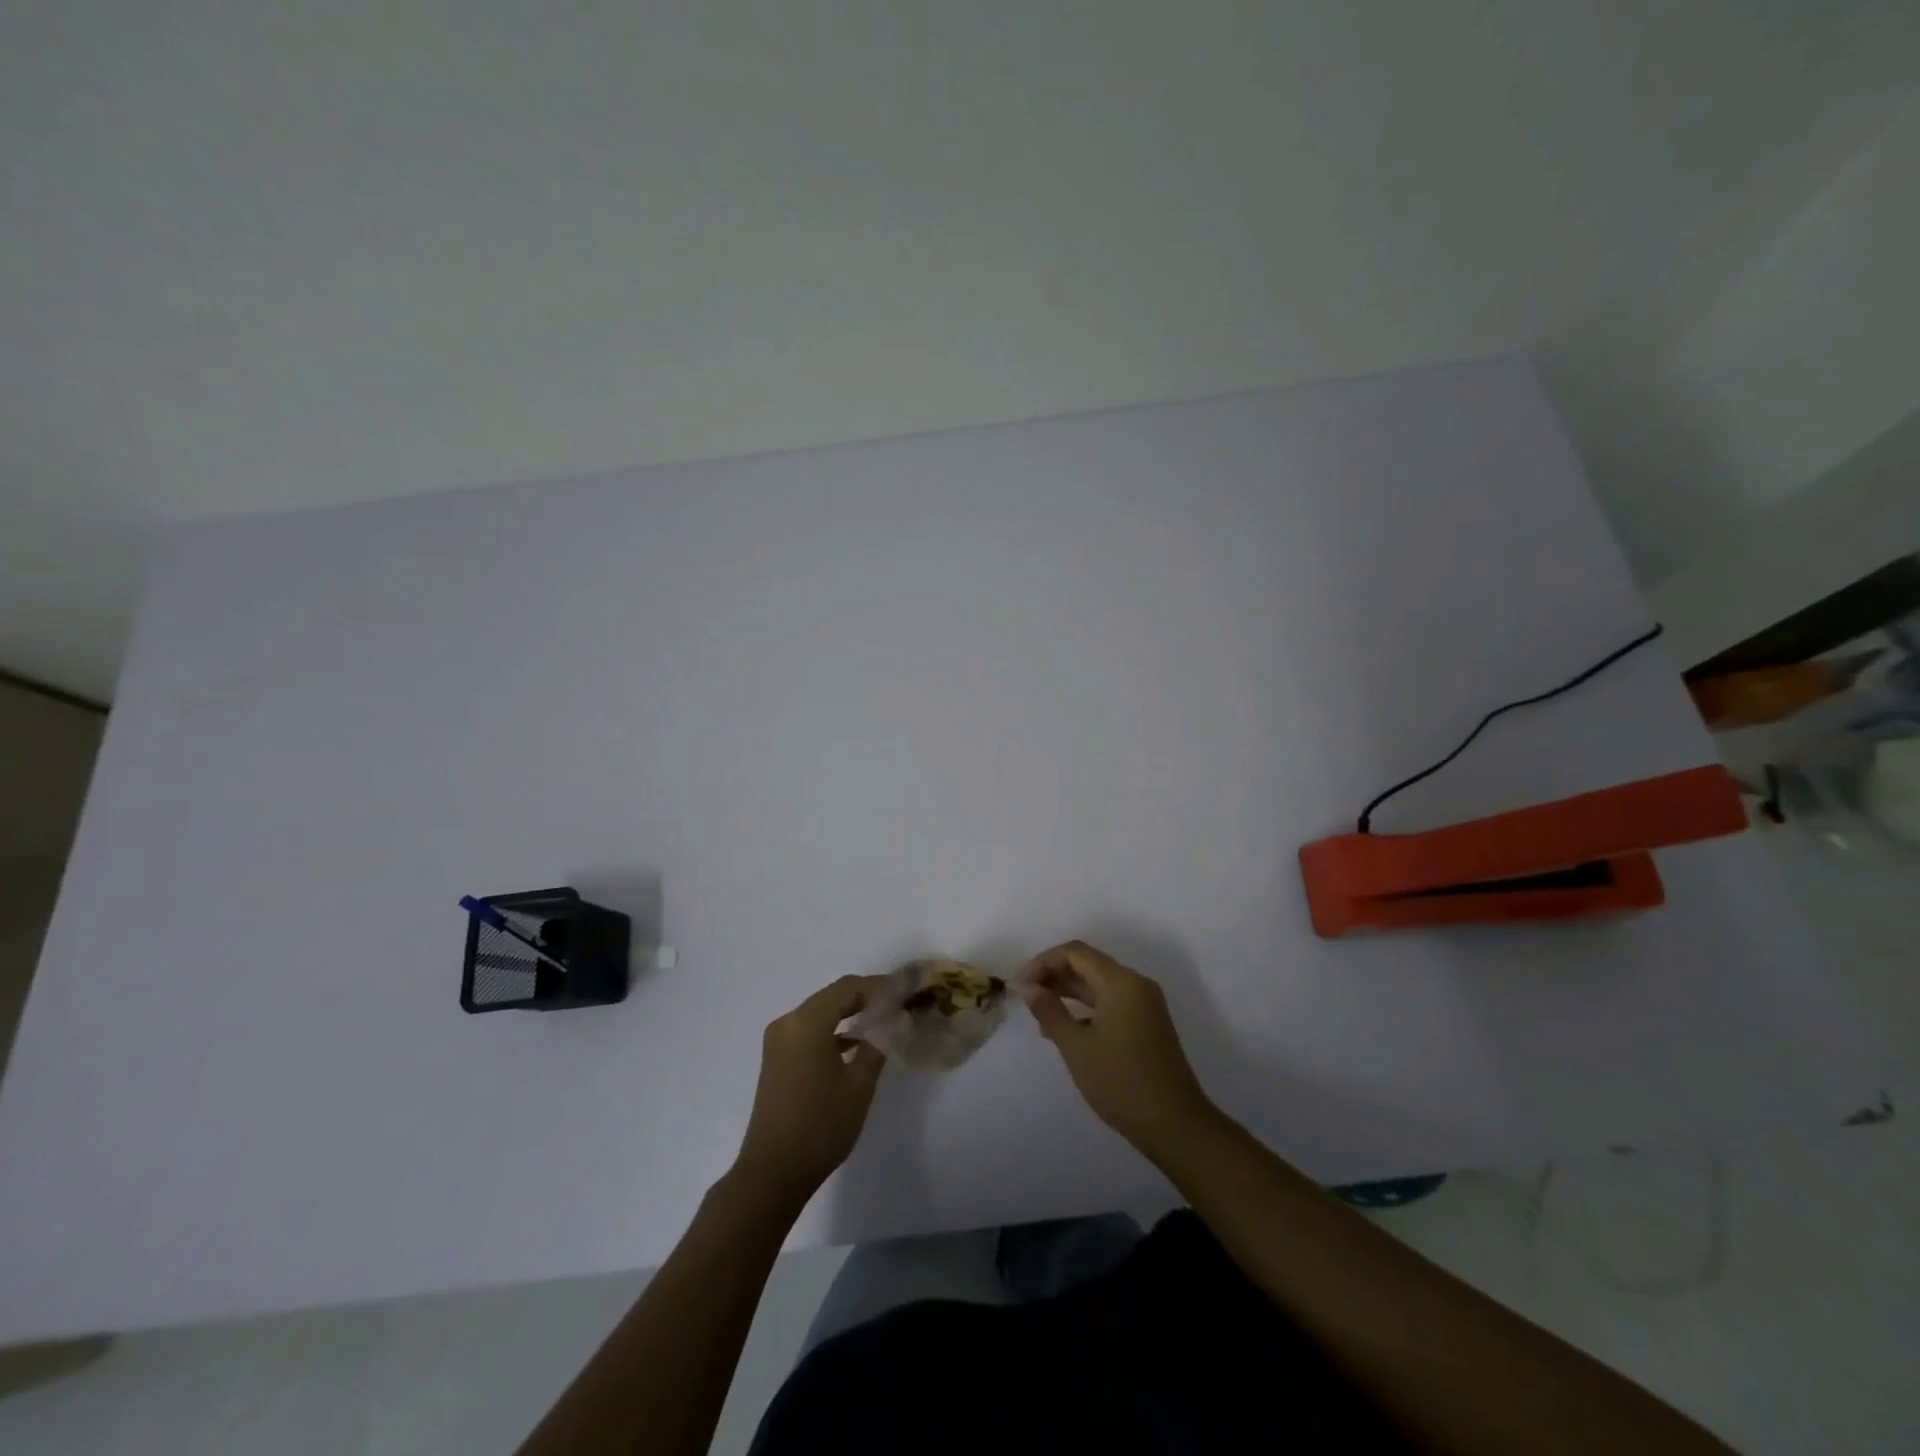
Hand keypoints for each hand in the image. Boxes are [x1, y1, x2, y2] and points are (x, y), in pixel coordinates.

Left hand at [734, 976, 887, 1204]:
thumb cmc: (820, 1125)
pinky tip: (855, 1045)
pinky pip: (809, 1031)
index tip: (905, 991)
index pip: (847, 988)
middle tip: (898, 1004)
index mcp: (806, 1022)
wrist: (772, 1173)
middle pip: (832, 997)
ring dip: (849, 1015)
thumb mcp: (859, 1084)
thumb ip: (880, 1043)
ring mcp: (778, 1041)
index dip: (878, 986)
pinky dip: (832, 1032)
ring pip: (820, 1013)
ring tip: (883, 1022)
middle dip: (866, 998)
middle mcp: (788, 1022)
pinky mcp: (776, 1059)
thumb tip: (897, 1018)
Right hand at [1019, 941, 1216, 1155]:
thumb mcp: (1077, 1047)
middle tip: (1026, 998)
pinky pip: (1110, 1002)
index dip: (1043, 962)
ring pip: (1098, 984)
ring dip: (1068, 992)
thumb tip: (1028, 987)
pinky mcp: (1146, 1023)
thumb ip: (1049, 1011)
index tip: (1020, 985)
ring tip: (1039, 1015)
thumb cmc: (1121, 1083)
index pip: (1075, 953)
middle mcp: (1135, 984)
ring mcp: (1144, 1004)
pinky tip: (1065, 1030)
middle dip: (1054, 975)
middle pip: (1088, 964)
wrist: (1175, 1125)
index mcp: (1122, 982)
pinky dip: (1085, 1008)